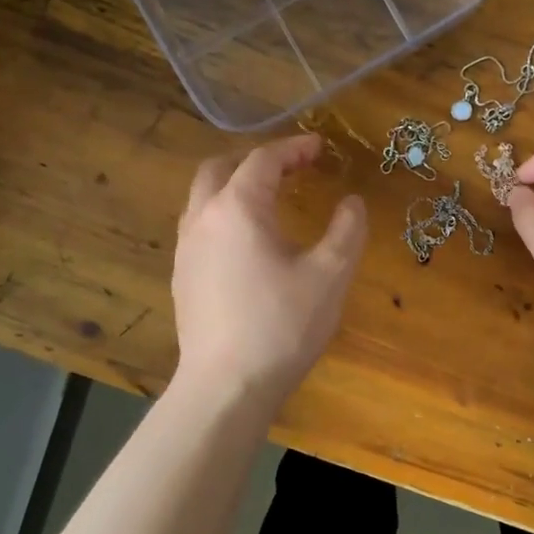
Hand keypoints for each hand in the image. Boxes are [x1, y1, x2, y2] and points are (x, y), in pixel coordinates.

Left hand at [172, 134, 367, 402]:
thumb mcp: (330, 275)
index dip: (294, 148)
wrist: (226, 386)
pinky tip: (247, 244)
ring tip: (269, 201)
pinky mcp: (181, 277)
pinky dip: (223, 216)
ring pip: (203, 198)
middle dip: (255, 161)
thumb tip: (352, 203)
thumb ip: (347, 230)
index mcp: (238, 208)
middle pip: (220, 168)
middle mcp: (203, 218)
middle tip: (290, 169)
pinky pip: (200, 227)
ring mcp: (185, 249)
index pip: (263, 160)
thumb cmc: (282, 325)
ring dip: (234, 187)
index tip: (320, 148)